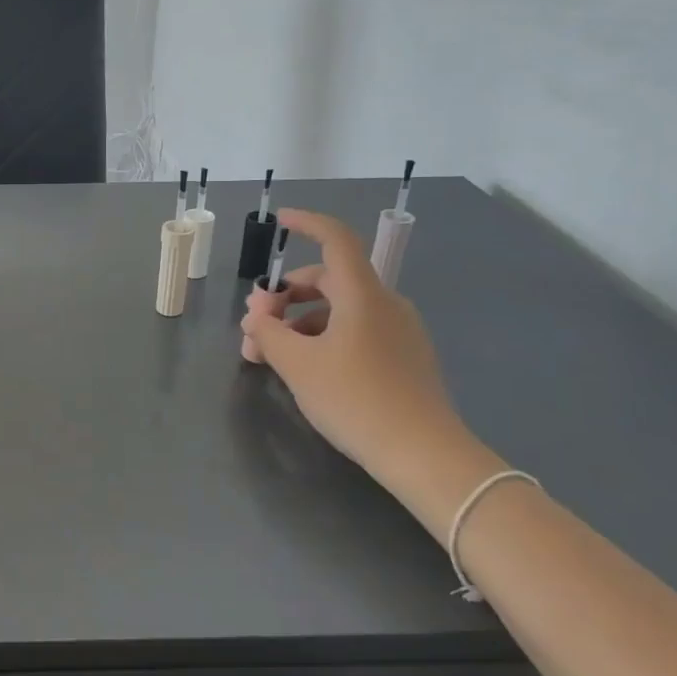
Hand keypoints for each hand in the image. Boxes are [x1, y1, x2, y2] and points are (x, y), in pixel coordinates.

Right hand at [241, 209, 485, 514]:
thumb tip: (256, 317)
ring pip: (338, 310)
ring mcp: (398, 331)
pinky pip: (355, 331)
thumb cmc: (355, 399)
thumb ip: (268, 333)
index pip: (336, 240)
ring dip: (298, 322)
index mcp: (362, 295)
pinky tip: (303, 369)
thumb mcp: (298, 365)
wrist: (423, 454)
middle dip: (284, 296)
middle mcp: (384, 303)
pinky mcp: (403, 357)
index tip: (279, 221)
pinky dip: (323, 338)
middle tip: (253, 327)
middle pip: (328, 280)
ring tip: (269, 356)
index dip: (307, 224)